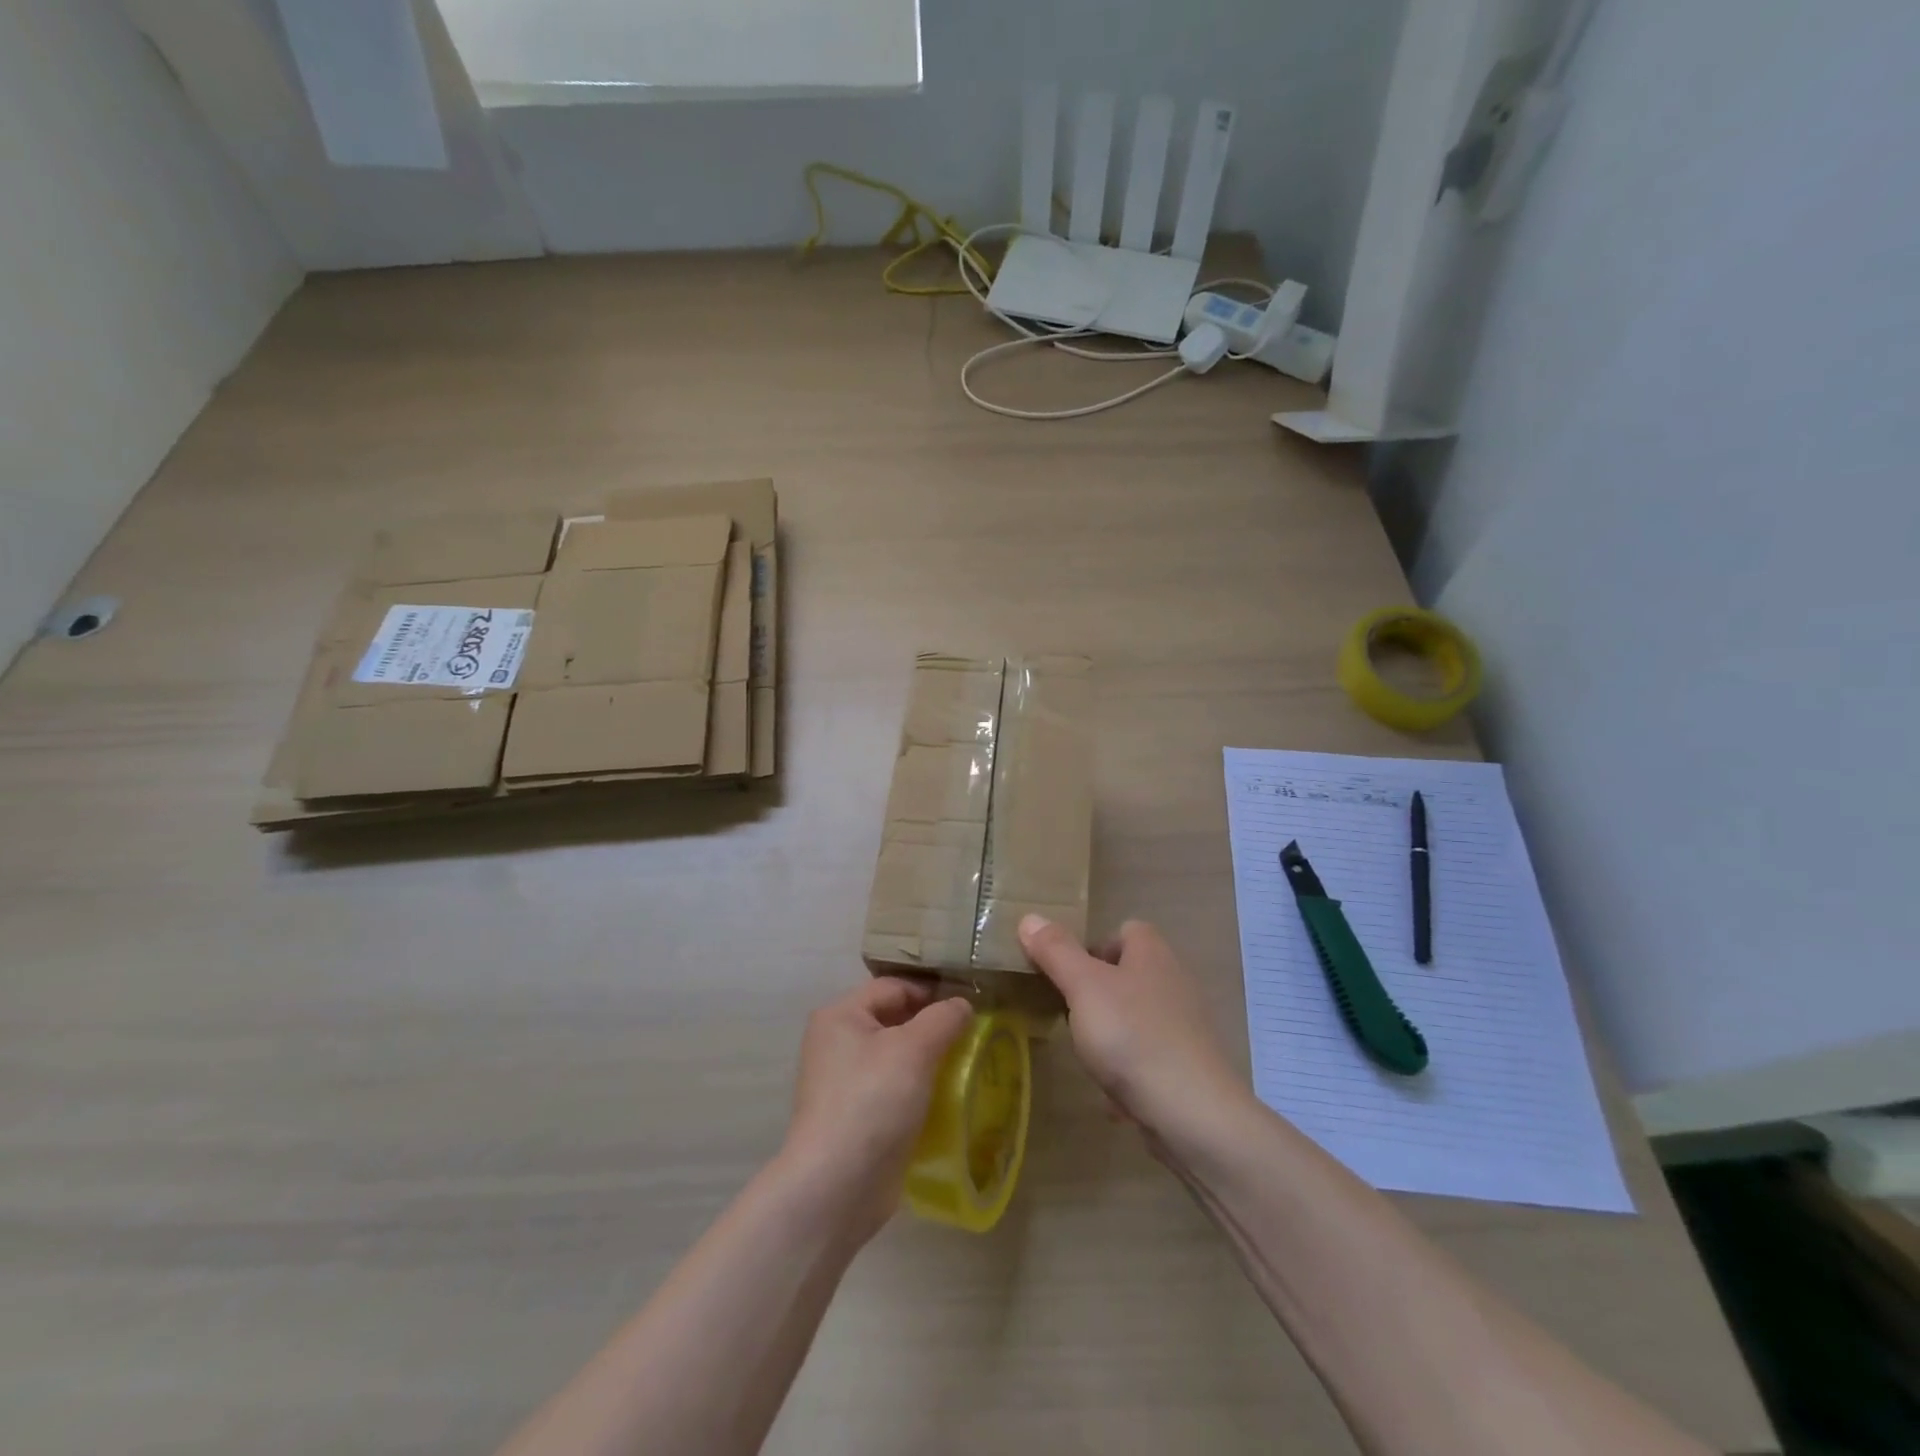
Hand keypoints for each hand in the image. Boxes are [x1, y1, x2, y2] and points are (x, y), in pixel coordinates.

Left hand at [780, 979, 972, 1240]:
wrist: (837, 1187)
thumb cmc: (873, 1101)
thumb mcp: (914, 1049)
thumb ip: (943, 1018)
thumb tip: (962, 1005)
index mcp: (840, 1015)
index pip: (894, 987)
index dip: (932, 991)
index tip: (970, 1006)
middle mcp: (836, 1042)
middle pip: (894, 1019)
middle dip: (932, 1026)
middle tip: (973, 1036)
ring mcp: (844, 1082)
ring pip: (896, 1056)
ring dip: (929, 1060)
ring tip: (966, 1066)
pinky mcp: (856, 1116)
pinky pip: (894, 1089)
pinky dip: (919, 1089)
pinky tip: (947, 1098)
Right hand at [1018, 915, 1247, 1141]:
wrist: (1192, 1113)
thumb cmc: (1133, 1035)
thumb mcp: (1083, 986)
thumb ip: (1056, 951)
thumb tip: (1030, 917)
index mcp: (1152, 953)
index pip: (1125, 930)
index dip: (1095, 945)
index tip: (1068, 973)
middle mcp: (1174, 981)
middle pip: (1129, 973)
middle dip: (1096, 992)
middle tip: (1069, 1013)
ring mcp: (1185, 1026)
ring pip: (1136, 1017)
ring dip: (1110, 1033)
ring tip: (1087, 1054)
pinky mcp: (1188, 1066)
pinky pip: (1148, 1057)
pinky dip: (1129, 1070)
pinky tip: (1112, 1093)